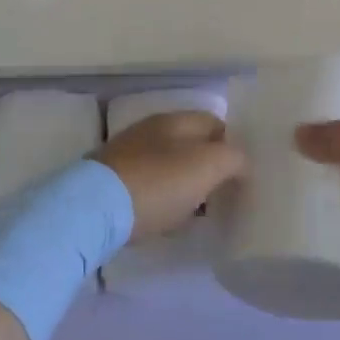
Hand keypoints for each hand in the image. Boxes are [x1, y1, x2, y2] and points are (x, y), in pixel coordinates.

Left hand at [95, 111, 244, 241]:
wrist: (94, 209)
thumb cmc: (158, 183)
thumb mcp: (208, 166)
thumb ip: (233, 158)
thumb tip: (241, 163)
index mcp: (174, 120)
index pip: (214, 122)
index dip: (234, 144)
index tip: (246, 174)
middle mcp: (150, 131)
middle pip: (191, 145)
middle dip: (210, 167)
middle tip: (227, 195)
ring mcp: (128, 156)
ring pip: (170, 166)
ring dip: (187, 185)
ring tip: (201, 212)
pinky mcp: (113, 183)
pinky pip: (150, 187)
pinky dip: (164, 199)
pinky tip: (168, 219)